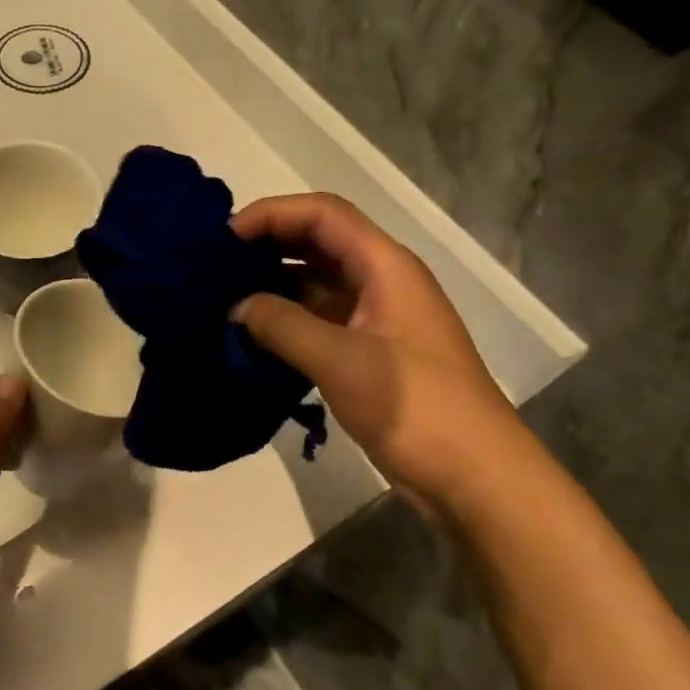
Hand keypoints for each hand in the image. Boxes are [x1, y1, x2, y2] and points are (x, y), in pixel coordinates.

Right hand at [231, 194, 531, 513]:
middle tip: (214, 265)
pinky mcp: (368, 350)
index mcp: (385, 266)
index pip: (322, 213)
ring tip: (222, 297)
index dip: (272, 214)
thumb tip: (236, 306)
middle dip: (267, 244)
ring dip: (272, 283)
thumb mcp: (340, 361)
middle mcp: (380, 280)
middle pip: (317, 241)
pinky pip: (318, 317)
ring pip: (315, 280)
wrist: (475, 476)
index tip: (224, 238)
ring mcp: (375, 316)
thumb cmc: (415, 408)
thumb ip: (281, 325)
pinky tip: (250, 334)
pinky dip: (284, 318)